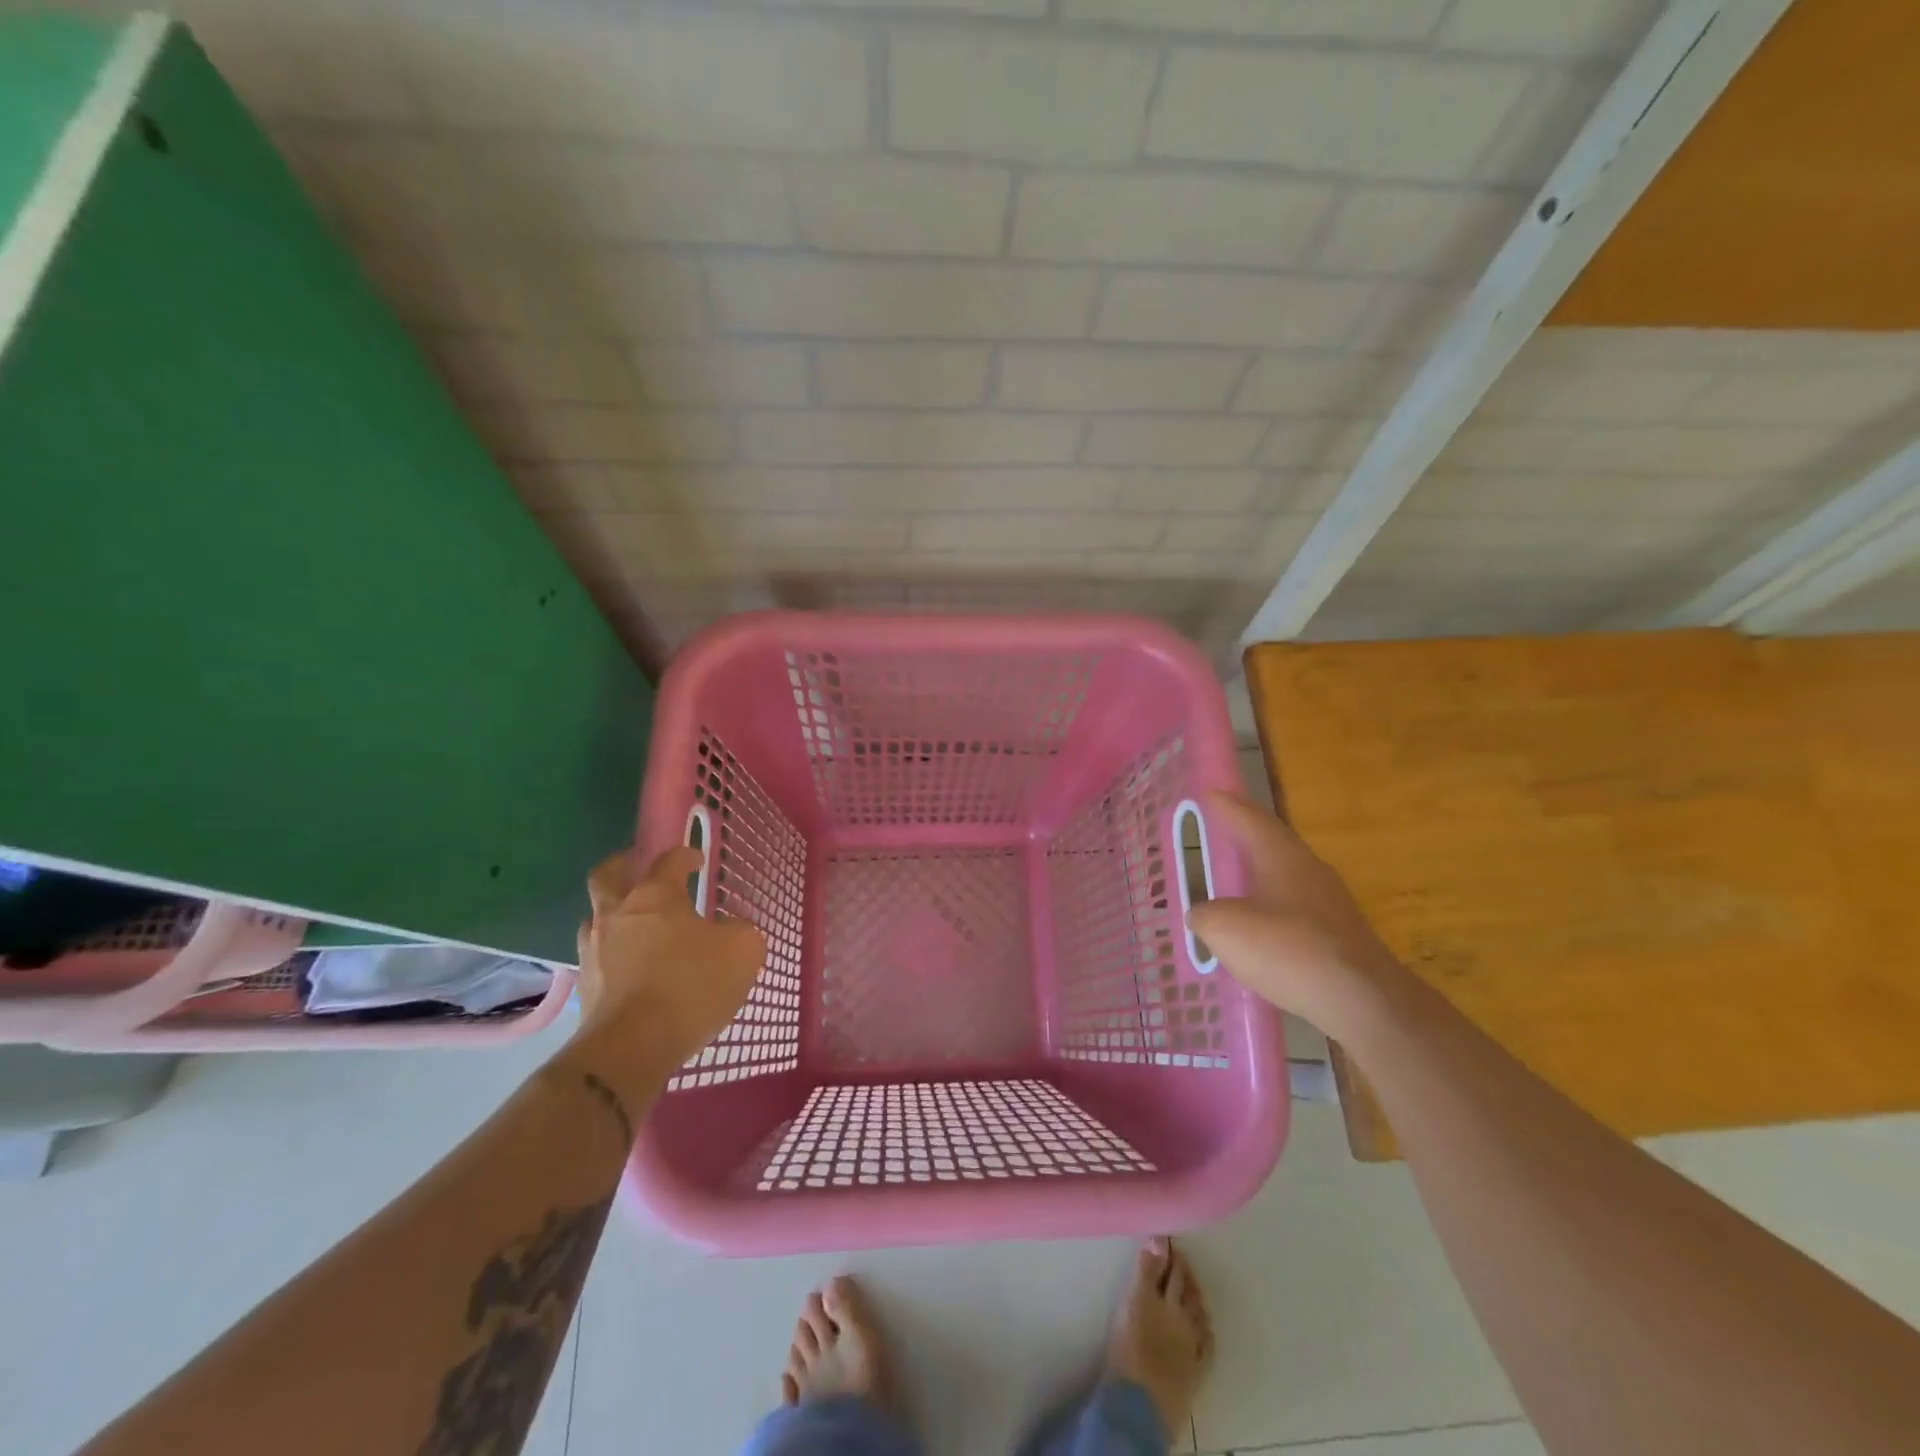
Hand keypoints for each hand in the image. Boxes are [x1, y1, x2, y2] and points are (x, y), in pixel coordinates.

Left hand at [570, 846, 766, 1086]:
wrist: (631, 1047)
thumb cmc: (691, 986)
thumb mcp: (742, 951)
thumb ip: (740, 930)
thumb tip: (730, 928)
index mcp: (655, 895)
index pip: (668, 860)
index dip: (685, 855)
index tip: (697, 861)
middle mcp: (617, 913)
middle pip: (607, 875)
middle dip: (623, 866)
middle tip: (639, 870)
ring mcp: (594, 949)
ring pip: (596, 917)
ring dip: (614, 914)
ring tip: (638, 926)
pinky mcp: (584, 986)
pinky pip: (598, 956)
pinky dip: (614, 953)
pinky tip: (633, 967)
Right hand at [1187, 792, 1409, 1036]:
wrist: (1361, 1000)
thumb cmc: (1288, 949)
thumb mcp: (1225, 929)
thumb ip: (1205, 915)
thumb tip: (1201, 914)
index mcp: (1281, 856)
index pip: (1251, 819)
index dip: (1229, 805)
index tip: (1211, 792)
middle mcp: (1309, 870)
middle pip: (1274, 843)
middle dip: (1247, 835)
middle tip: (1222, 829)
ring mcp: (1330, 903)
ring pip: (1287, 876)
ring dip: (1261, 873)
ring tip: (1236, 877)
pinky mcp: (1339, 936)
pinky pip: (1296, 909)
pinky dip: (1273, 908)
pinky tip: (1260, 927)